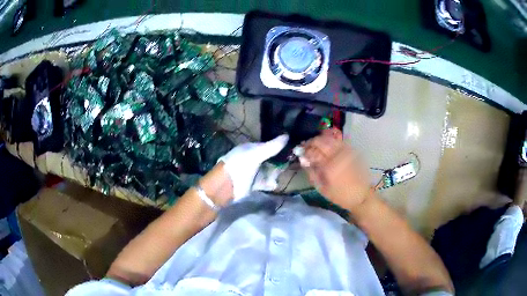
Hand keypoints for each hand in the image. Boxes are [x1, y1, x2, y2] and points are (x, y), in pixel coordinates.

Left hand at [218, 135, 288, 201]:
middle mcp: (252, 159)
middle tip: (291, 163)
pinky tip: (274, 184)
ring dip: (275, 173)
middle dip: (279, 161)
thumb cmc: (240, 166)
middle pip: (270, 159)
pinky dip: (270, 183)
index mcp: (251, 148)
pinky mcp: (253, 184)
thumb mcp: (256, 154)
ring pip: (268, 171)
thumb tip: (287, 136)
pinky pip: (265, 182)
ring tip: (281, 175)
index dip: (279, 147)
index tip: (292, 149)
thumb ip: (272, 147)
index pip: (268, 145)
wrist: (226, 186)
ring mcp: (253, 172)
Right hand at [300, 129, 372, 211]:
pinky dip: (331, 139)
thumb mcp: (322, 189)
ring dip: (320, 139)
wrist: (361, 196)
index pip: (312, 151)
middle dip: (311, 142)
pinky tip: (327, 144)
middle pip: (321, 141)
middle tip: (307, 146)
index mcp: (329, 167)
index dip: (304, 149)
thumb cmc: (340, 196)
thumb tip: (303, 160)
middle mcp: (338, 155)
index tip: (300, 151)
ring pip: (330, 138)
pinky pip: (339, 140)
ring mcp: (346, 151)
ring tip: (316, 144)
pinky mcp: (352, 150)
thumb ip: (311, 173)